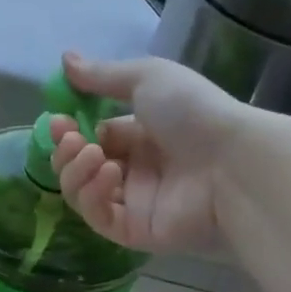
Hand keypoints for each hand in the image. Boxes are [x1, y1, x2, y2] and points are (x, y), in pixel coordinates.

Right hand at [48, 51, 253, 253]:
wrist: (233, 162)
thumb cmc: (193, 112)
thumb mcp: (147, 79)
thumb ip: (103, 75)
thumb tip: (65, 60)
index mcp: (142, 134)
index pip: (93, 136)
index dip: (70, 130)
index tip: (58, 120)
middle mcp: (137, 169)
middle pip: (82, 166)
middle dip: (66, 151)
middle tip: (68, 138)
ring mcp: (136, 202)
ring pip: (83, 193)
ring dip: (75, 171)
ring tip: (91, 153)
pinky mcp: (136, 231)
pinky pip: (99, 218)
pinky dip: (93, 195)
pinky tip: (109, 175)